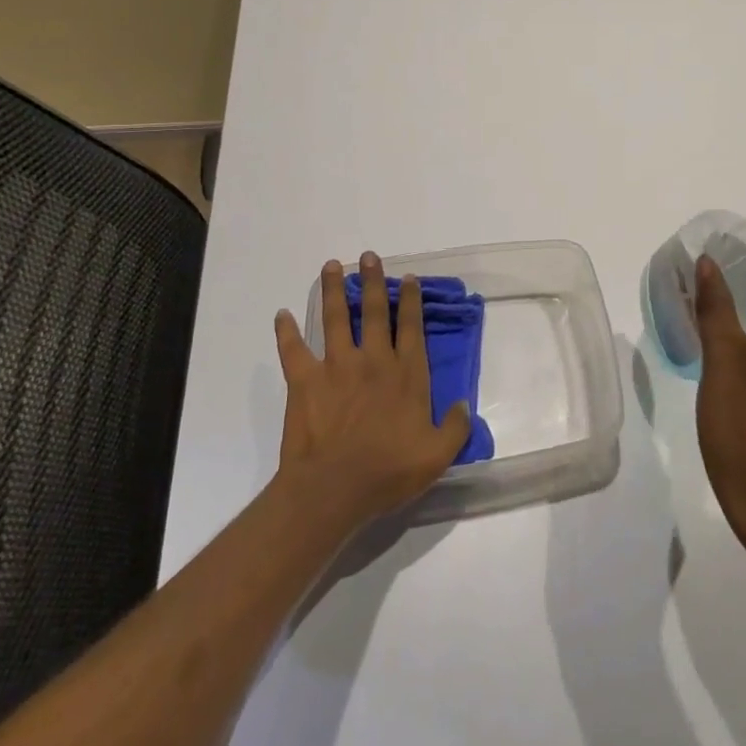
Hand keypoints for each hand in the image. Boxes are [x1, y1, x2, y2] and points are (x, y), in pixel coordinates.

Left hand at [273, 252, 472, 529]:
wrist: (334, 488)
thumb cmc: (389, 471)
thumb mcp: (437, 455)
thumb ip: (455, 427)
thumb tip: (464, 405)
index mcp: (406, 374)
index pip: (411, 327)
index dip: (411, 300)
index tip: (408, 278)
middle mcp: (373, 360)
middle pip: (375, 312)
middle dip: (373, 281)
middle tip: (369, 256)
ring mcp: (337, 367)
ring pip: (336, 319)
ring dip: (333, 291)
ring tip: (330, 266)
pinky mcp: (305, 380)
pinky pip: (293, 350)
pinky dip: (285, 332)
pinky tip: (280, 315)